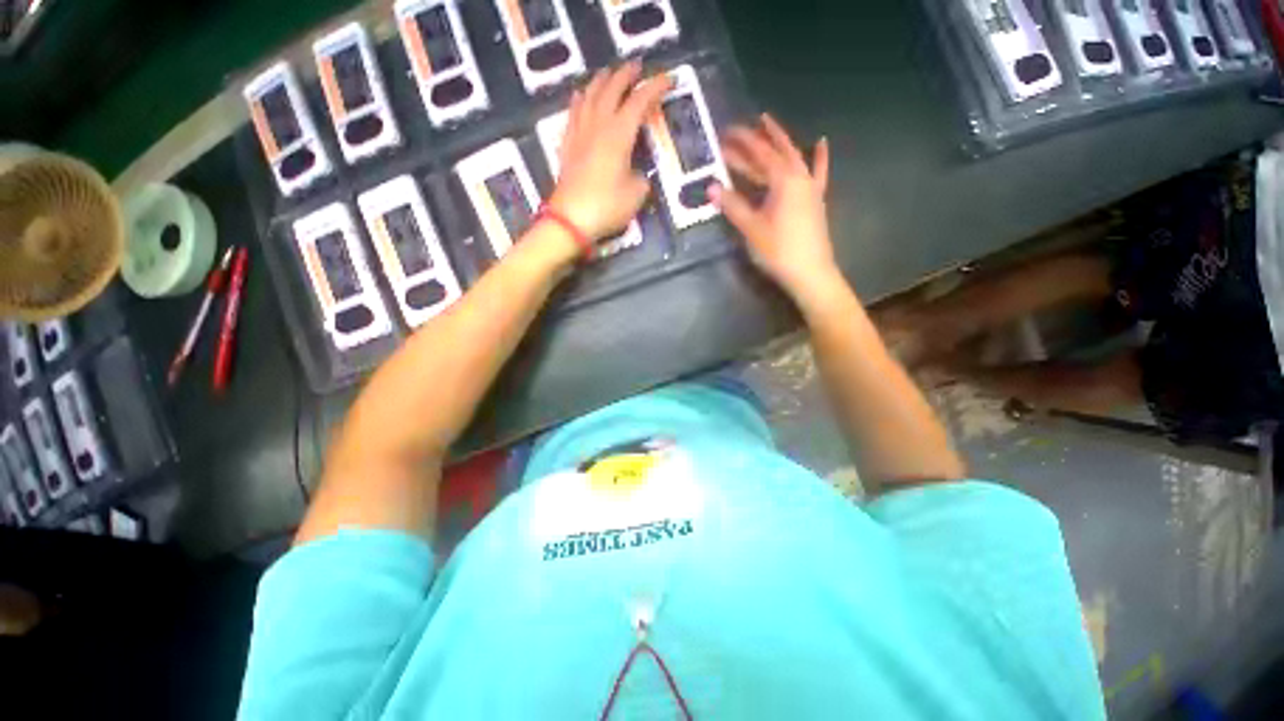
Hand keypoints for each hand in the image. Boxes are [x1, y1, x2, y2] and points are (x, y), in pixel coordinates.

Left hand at [548, 62, 672, 241]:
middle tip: (637, 66)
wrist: (570, 220)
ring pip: (589, 96)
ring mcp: (580, 134)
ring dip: (601, 81)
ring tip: (609, 73)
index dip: (656, 87)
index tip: (670, 79)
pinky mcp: (567, 147)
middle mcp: (598, 126)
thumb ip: (641, 178)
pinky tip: (580, 96)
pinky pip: (573, 114)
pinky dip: (580, 100)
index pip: (640, 102)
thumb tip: (637, 173)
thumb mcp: (636, 195)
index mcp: (619, 135)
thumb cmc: (606, 207)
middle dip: (626, 75)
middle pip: (612, 90)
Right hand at [711, 114, 838, 303]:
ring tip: (767, 125)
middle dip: (756, 139)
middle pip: (776, 151)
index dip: (741, 142)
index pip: (759, 153)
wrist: (810, 273)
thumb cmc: (778, 250)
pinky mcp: (815, 200)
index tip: (724, 133)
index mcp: (783, 180)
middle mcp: (799, 177)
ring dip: (779, 141)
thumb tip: (710, 187)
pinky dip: (819, 157)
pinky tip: (821, 142)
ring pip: (793, 157)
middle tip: (736, 130)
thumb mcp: (751, 228)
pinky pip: (818, 173)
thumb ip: (732, 205)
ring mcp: (810, 187)